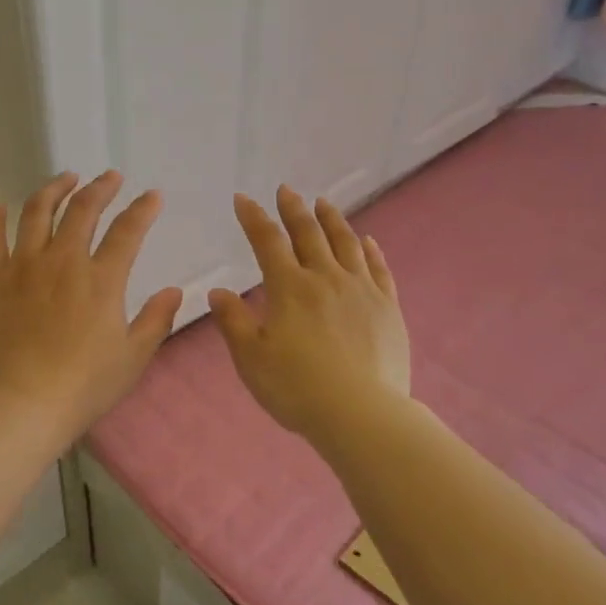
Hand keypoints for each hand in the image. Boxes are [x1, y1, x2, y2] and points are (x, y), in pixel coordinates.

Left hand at [0, 171, 183, 440]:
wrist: (21, 405)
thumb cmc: (83, 386)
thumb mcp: (132, 358)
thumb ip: (156, 320)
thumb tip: (173, 291)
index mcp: (101, 280)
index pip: (127, 231)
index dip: (142, 209)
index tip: (152, 196)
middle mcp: (63, 262)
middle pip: (82, 210)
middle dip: (100, 187)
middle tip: (109, 176)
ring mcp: (24, 267)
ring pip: (37, 213)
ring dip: (53, 190)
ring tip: (64, 178)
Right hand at [209, 186, 409, 445]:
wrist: (360, 414)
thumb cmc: (297, 388)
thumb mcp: (251, 359)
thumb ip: (234, 322)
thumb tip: (218, 292)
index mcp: (289, 288)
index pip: (267, 241)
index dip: (253, 217)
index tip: (243, 199)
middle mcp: (326, 278)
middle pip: (308, 233)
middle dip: (294, 209)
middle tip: (286, 190)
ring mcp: (361, 290)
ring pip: (346, 243)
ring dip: (332, 219)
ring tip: (324, 202)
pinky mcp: (387, 307)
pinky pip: (379, 269)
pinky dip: (370, 250)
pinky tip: (367, 240)